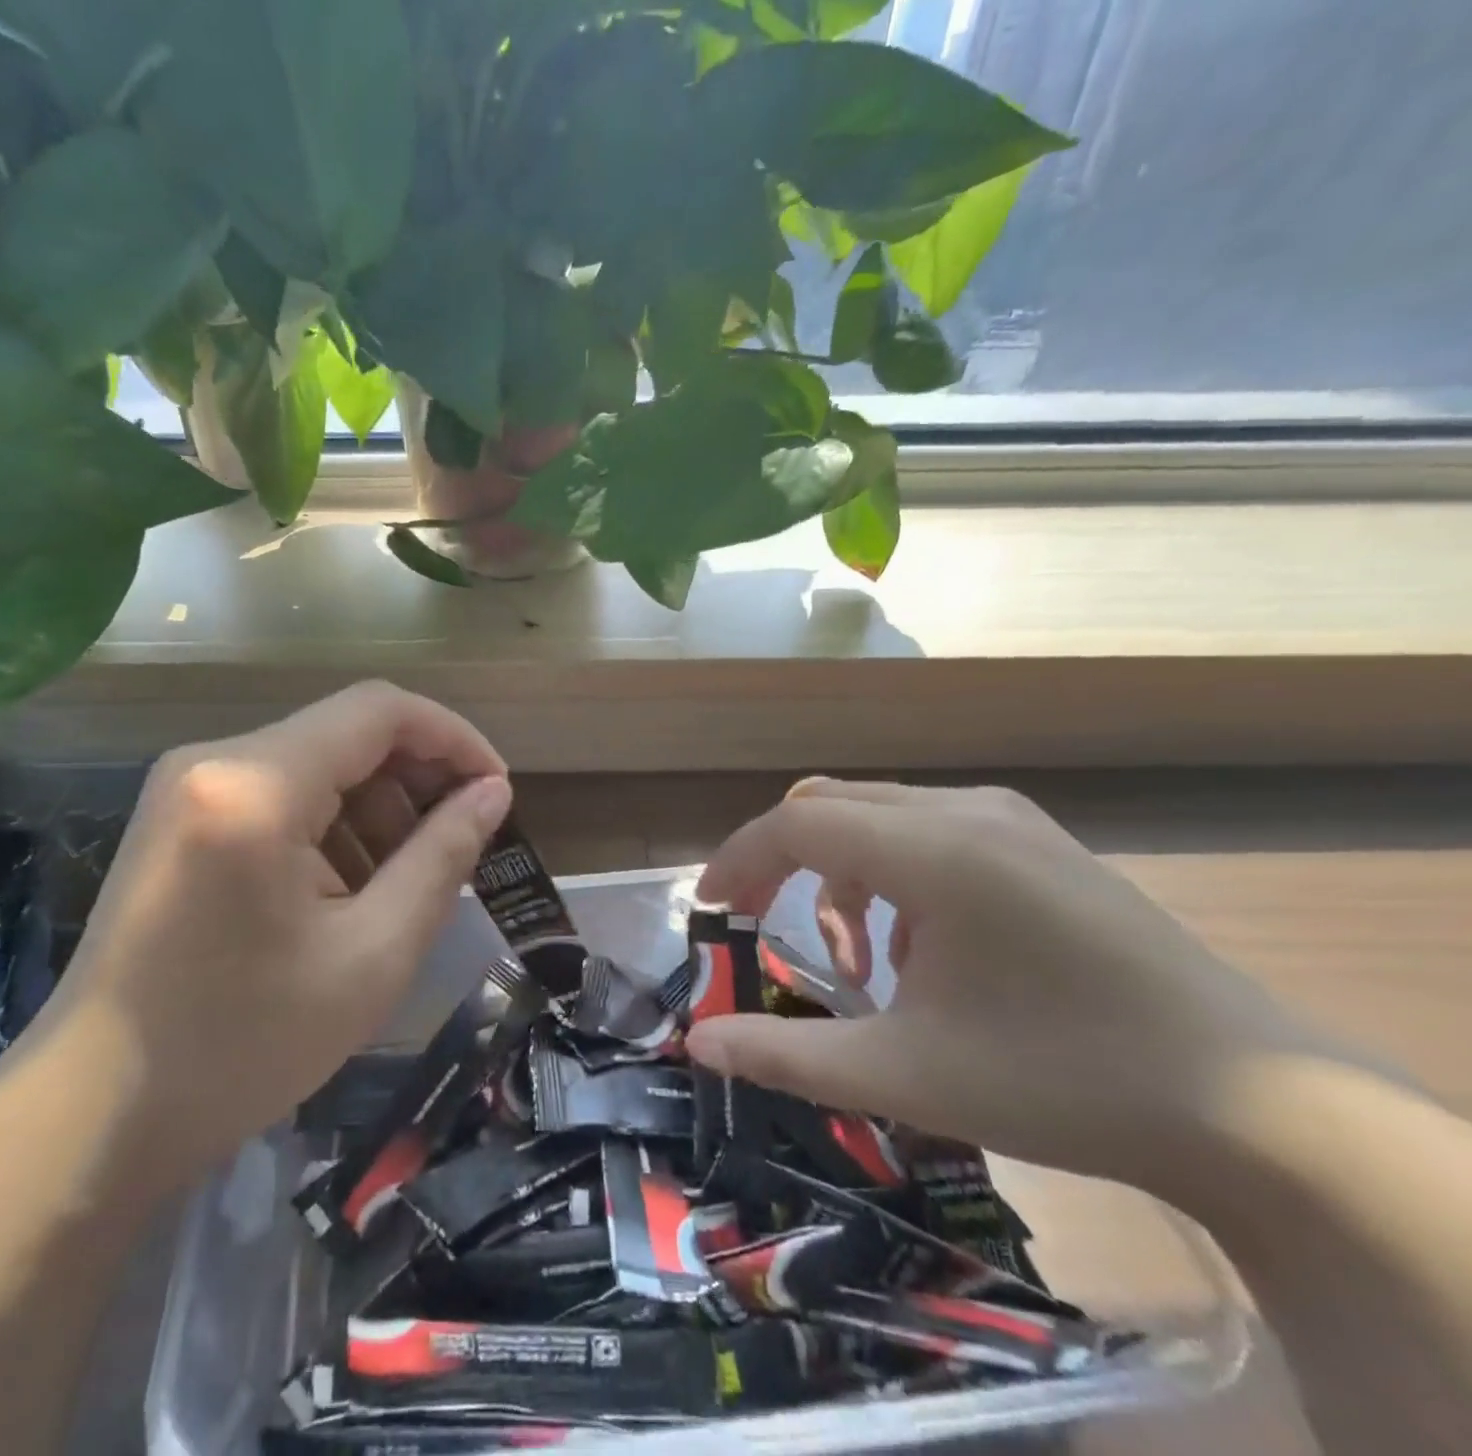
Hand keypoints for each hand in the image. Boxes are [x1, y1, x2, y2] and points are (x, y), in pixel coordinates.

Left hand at [40, 682, 510, 1180]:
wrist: (94, 1114)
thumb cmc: (242, 1044)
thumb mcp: (372, 953)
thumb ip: (442, 857)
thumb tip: (492, 793)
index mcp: (256, 784)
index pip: (379, 711)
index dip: (453, 738)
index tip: (497, 791)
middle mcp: (214, 761)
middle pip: (347, 734)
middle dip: (415, 781)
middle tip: (458, 848)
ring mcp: (187, 786)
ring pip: (316, 764)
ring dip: (375, 810)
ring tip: (403, 885)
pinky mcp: (180, 818)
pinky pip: (279, 794)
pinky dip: (330, 828)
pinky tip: (345, 893)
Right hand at [684, 780, 1315, 1194]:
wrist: (1253, 1104)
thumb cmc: (1060, 1080)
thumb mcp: (904, 1075)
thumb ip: (786, 1055)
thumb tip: (697, 1043)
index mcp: (935, 851)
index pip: (797, 823)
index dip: (738, 860)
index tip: (708, 910)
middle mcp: (967, 811)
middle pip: (830, 805)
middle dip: (778, 863)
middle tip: (755, 922)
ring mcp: (1010, 820)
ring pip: (877, 817)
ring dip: (839, 878)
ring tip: (859, 966)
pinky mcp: (1037, 843)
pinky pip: (927, 833)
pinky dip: (891, 880)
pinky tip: (925, 956)